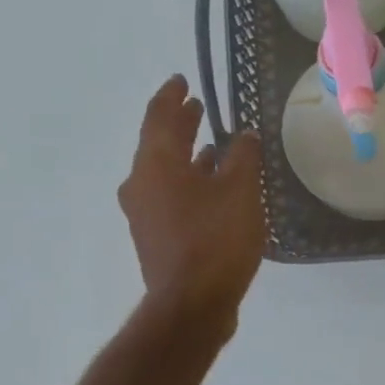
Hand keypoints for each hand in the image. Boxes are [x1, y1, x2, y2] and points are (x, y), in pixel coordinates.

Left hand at [118, 75, 263, 332]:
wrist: (192, 304)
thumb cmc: (216, 239)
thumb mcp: (240, 191)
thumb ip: (242, 156)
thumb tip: (243, 134)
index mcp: (156, 164)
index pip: (159, 117)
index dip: (172, 96)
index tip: (183, 80)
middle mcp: (141, 183)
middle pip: (158, 143)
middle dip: (179, 123)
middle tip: (197, 106)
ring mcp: (144, 213)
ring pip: (164, 171)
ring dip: (186, 154)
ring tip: (211, 144)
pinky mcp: (155, 236)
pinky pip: (170, 195)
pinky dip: (189, 181)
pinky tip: (212, 187)